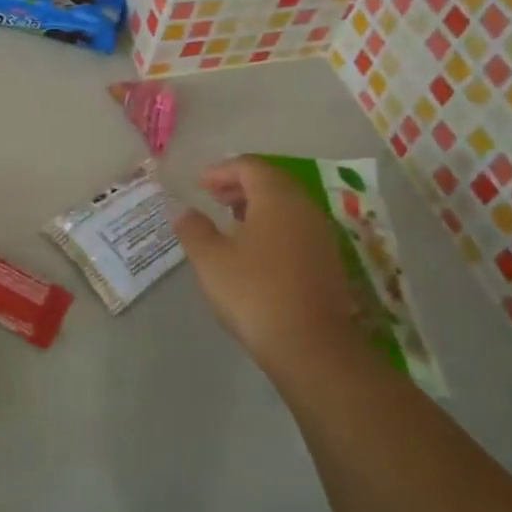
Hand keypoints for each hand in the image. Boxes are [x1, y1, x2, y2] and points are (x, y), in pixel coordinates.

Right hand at [172, 156, 364, 383]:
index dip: (221, 170)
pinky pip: (297, 228)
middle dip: (240, 185)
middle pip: (272, 182)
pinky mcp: (328, 261)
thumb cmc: (255, 293)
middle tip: (213, 198)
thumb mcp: (210, 259)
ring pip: (287, 206)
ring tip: (230, 223)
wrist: (312, 346)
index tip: (199, 184)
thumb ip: (193, 229)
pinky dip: (273, 227)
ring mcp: (321, 235)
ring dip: (257, 207)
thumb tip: (183, 211)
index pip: (250, 166)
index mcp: (277, 197)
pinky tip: (254, 251)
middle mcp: (304, 207)